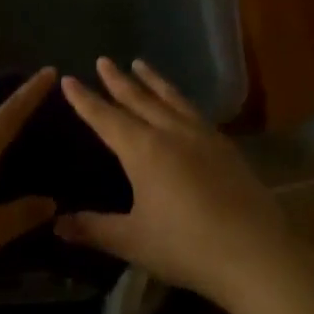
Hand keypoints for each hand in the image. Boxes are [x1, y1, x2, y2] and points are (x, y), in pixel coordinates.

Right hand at [59, 57, 290, 303]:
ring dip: (153, 81)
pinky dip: (180, 100)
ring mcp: (203, 137)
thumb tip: (57, 224)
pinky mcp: (226, 148)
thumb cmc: (186, 246)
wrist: (256, 253)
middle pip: (139, 100)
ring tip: (140, 64)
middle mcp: (171, 133)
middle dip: (118, 81)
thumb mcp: (132, 240)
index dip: (85, 100)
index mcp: (143, 150)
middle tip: (103, 60)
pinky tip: (182, 105)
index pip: (106, 118)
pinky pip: (194, 112)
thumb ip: (94, 229)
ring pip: (171, 99)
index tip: (69, 79)